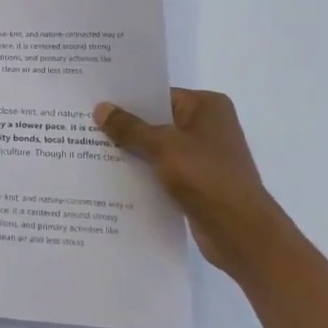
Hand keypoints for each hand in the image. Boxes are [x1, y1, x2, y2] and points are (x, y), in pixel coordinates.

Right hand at [94, 89, 283, 270]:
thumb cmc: (206, 176)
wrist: (241, 233)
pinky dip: (144, 172)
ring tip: (91, 149)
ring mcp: (205, 156)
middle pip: (157, 120)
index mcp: (207, 106)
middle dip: (126, 126)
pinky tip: (113, 176)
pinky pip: (164, 170)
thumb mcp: (162, 146)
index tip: (96, 101)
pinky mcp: (198, 182)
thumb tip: (100, 108)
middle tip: (85, 124)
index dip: (128, 99)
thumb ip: (130, 127)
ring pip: (158, 147)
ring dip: (133, 151)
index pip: (159, 94)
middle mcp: (208, 126)